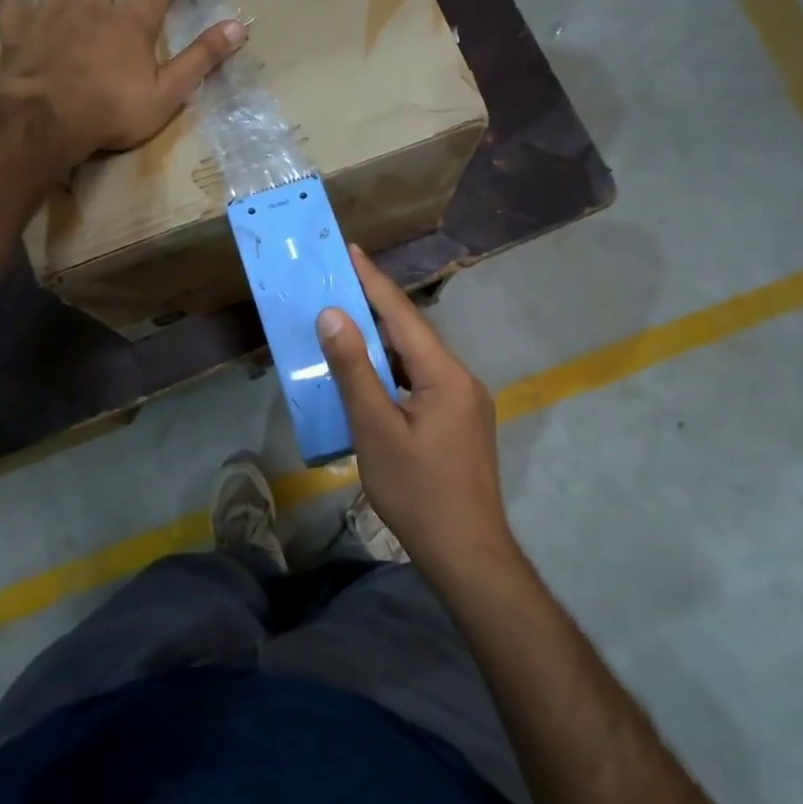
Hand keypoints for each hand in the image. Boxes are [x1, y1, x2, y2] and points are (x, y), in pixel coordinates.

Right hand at [317, 245, 516, 579]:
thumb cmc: (418, 491)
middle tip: (338, 286)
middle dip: (375, 309)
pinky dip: (395, 372)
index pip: (403, 315)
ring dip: (383, 344)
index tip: (350, 250)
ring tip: (347, 326)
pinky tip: (372, 379)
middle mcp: (461, 379)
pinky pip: (423, 383)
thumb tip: (334, 315)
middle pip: (413, 335)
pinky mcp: (461, 424)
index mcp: (445, 374)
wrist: (468, 553)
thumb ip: (355, 371)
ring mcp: (465, 403)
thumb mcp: (376, 430)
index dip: (373, 281)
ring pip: (418, 360)